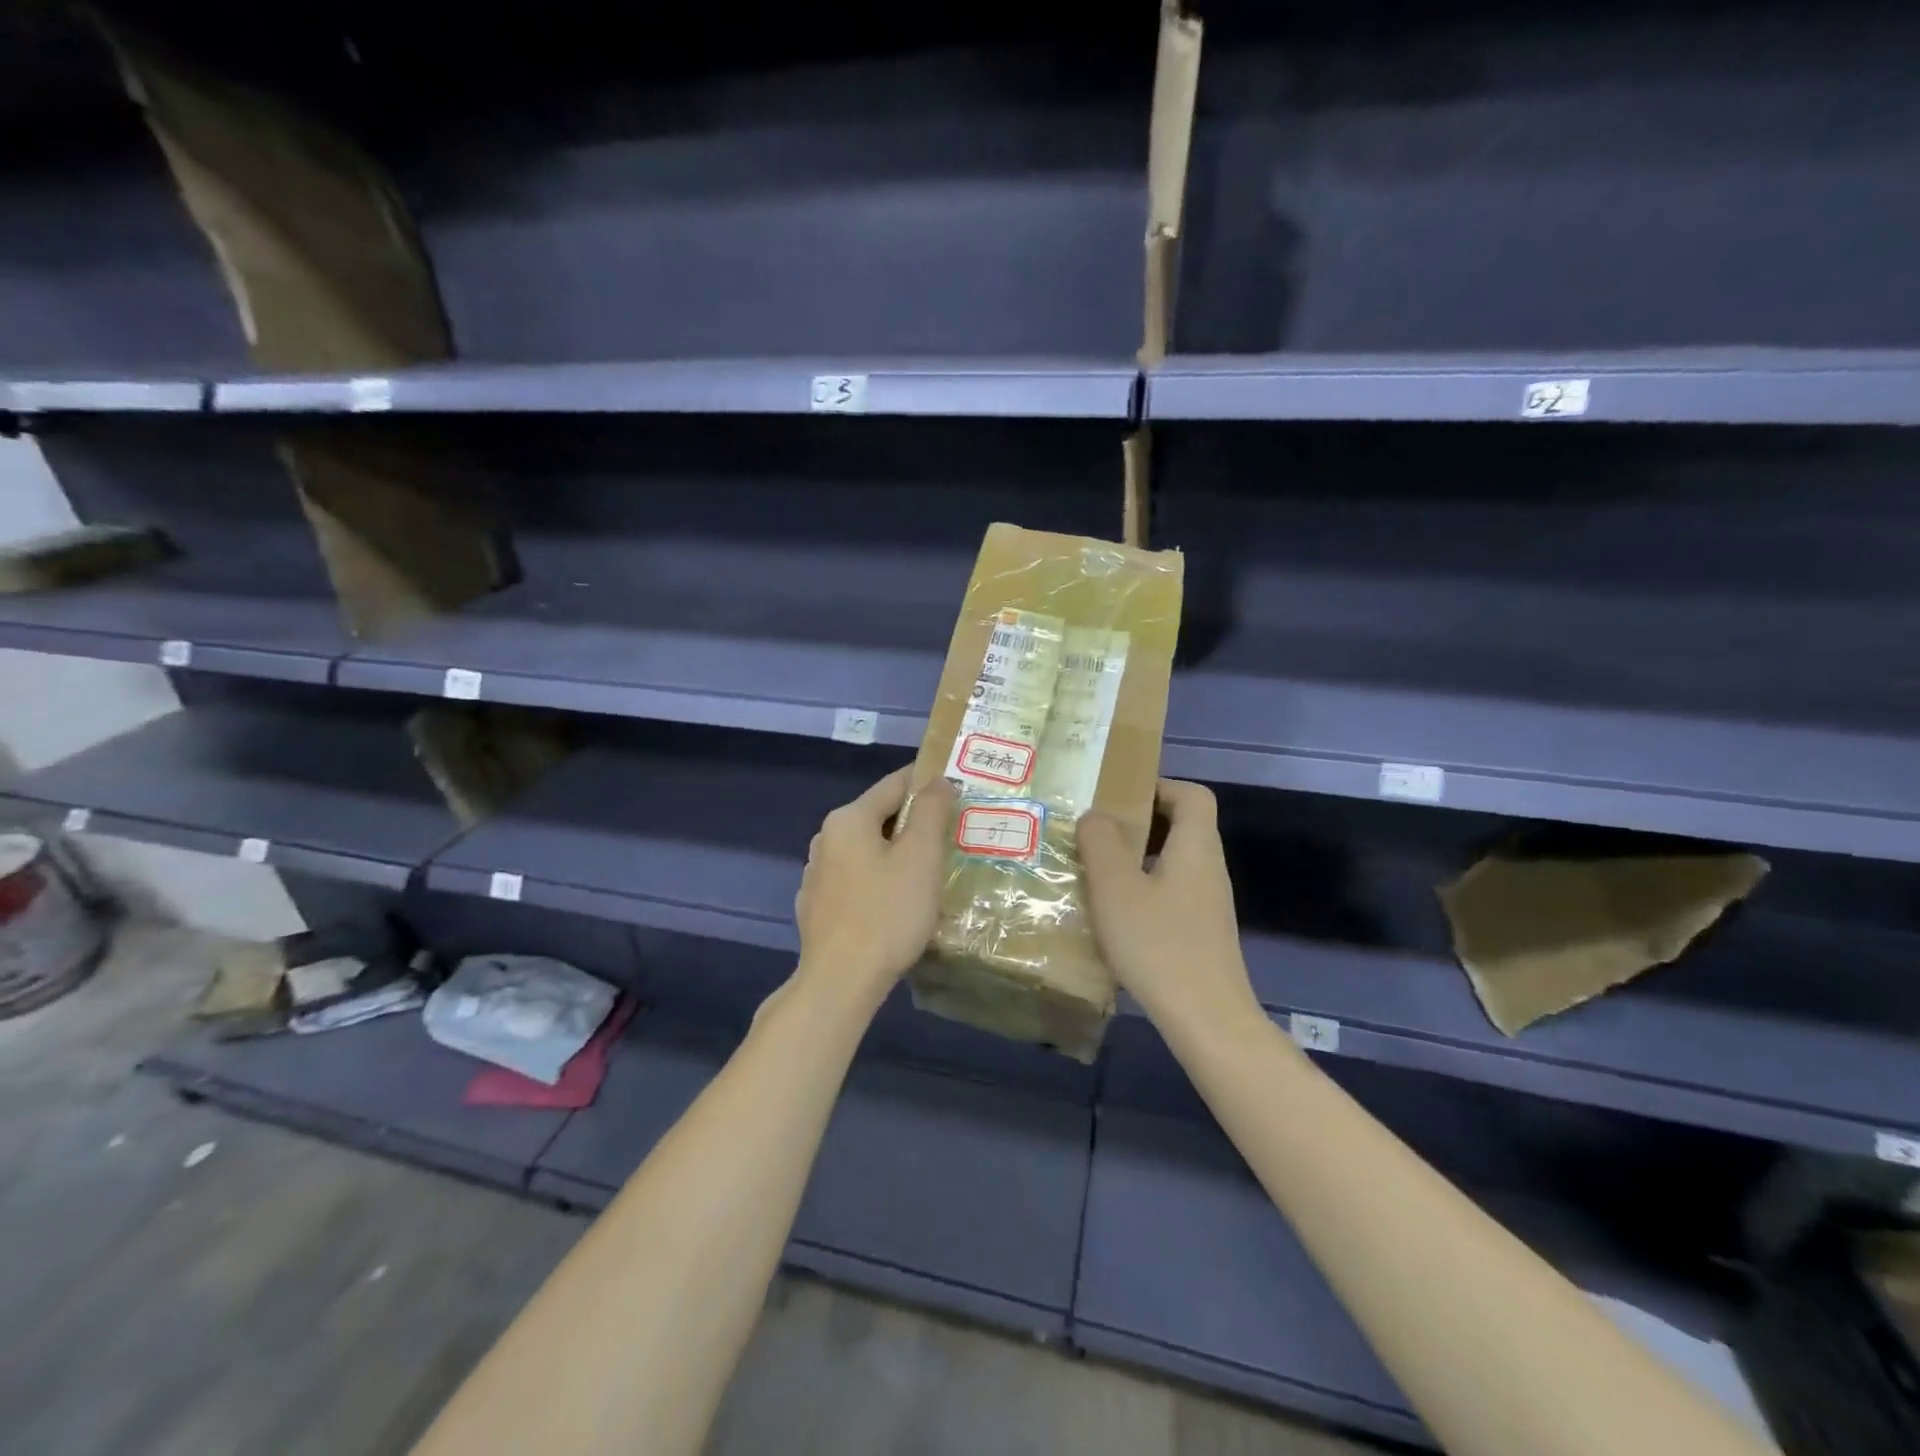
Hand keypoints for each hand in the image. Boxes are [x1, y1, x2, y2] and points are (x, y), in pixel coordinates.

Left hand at [794, 767, 954, 1006]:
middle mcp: (826, 838)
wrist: (840, 981)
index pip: (894, 784)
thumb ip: (930, 810)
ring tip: (931, 868)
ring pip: (868, 850)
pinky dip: (880, 878)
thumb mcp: (920, 856)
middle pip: (879, 816)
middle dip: (915, 822)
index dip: (928, 782)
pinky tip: (899, 900)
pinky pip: (858, 878)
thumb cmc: (887, 913)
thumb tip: (937, 780)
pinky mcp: (819, 906)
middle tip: (952, 834)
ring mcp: (818, 874)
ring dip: (897, 852)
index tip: (957, 788)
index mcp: (848, 819)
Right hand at [1078, 779, 1260, 1036]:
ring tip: (1094, 870)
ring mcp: (1208, 904)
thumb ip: (1100, 843)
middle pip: (1181, 827)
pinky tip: (1113, 913)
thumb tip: (1095, 816)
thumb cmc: (1158, 943)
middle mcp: (1208, 869)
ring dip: (1135, 859)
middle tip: (1095, 832)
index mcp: (1196, 847)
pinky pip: (1170, 893)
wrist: (1206, 1020)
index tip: (1119, 798)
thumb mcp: (1115, 888)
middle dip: (1137, 823)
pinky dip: (1142, 890)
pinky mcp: (1200, 933)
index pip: (1192, 795)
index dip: (1158, 786)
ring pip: (1172, 862)